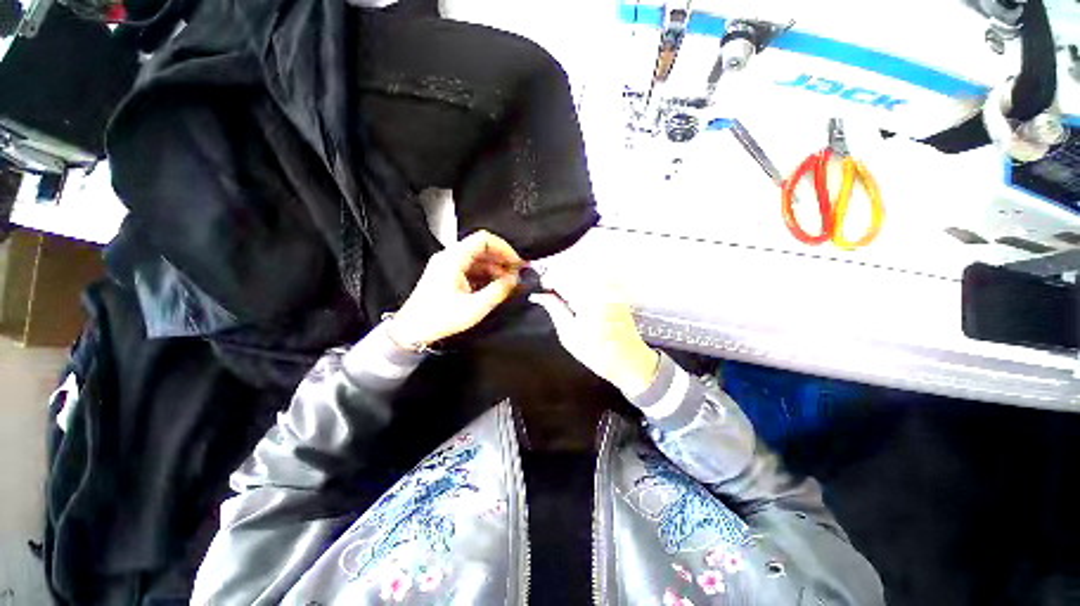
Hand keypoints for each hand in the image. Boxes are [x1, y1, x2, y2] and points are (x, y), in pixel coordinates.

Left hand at [389, 230, 522, 348]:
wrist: (412, 330)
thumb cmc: (440, 319)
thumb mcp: (475, 307)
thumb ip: (498, 291)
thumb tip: (515, 279)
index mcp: (453, 259)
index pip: (483, 239)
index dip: (504, 248)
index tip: (517, 262)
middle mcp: (449, 257)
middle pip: (481, 248)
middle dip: (502, 259)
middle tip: (517, 273)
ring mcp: (447, 265)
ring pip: (477, 258)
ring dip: (495, 267)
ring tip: (508, 282)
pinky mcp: (447, 275)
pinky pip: (471, 268)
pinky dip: (485, 274)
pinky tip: (495, 286)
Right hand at [529, 273, 659, 395]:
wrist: (629, 360)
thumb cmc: (598, 352)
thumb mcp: (568, 333)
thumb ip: (553, 308)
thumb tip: (538, 296)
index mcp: (587, 296)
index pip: (560, 275)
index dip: (547, 281)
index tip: (541, 291)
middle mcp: (601, 286)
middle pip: (571, 270)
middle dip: (558, 279)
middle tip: (550, 296)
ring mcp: (611, 286)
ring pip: (582, 272)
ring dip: (570, 282)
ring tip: (565, 300)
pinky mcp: (616, 290)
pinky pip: (594, 279)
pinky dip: (582, 285)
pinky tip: (580, 300)